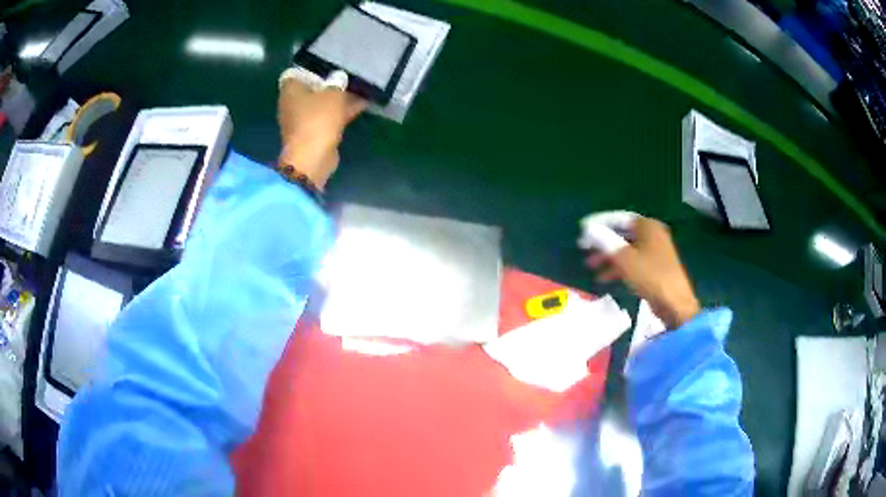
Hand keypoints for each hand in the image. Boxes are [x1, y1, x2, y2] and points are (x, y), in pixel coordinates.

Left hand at [277, 69, 366, 188]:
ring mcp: (301, 119)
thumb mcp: (334, 94)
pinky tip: (361, 105)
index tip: (331, 65)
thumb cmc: (318, 119)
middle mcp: (292, 102)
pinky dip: (340, 111)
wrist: (312, 158)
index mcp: (291, 89)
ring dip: (338, 98)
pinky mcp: (311, 133)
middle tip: (350, 75)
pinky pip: (327, 116)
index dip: (314, 67)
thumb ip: (338, 82)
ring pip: (322, 103)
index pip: (298, 72)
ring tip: (360, 89)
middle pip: (312, 87)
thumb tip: (339, 77)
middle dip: (331, 83)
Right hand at [583, 214, 699, 329]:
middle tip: (584, 249)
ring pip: (626, 250)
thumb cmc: (651, 276)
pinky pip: (632, 263)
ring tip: (590, 267)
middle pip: (622, 234)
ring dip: (608, 257)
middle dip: (602, 243)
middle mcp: (652, 235)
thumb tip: (588, 228)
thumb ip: (605, 241)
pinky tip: (604, 278)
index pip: (619, 218)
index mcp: (648, 226)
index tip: (582, 231)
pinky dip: (618, 268)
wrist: (675, 304)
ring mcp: (655, 252)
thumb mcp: (624, 258)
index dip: (599, 224)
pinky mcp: (654, 268)